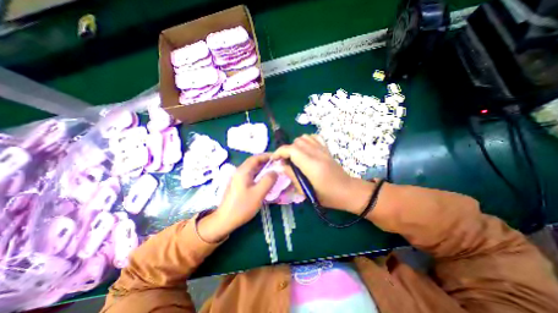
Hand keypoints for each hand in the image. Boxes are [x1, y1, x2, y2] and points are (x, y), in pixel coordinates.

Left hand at [198, 153, 277, 241]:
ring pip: (252, 169)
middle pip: (254, 162)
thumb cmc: (242, 206)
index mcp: (243, 171)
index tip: (277, 157)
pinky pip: (250, 175)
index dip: (267, 156)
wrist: (225, 220)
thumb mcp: (258, 193)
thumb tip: (275, 171)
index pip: (256, 158)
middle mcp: (239, 172)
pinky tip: (264, 180)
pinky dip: (259, 175)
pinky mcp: (238, 184)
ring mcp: (238, 178)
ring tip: (273, 171)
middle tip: (278, 164)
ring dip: (263, 168)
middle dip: (266, 162)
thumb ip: (268, 180)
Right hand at [274, 134, 376, 214]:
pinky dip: (306, 140)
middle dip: (286, 150)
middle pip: (296, 143)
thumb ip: (292, 176)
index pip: (292, 150)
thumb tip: (281, 166)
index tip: (274, 159)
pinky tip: (305, 149)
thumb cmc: (327, 196)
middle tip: (284, 161)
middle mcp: (317, 154)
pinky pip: (314, 137)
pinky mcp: (327, 149)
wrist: (348, 191)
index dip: (280, 152)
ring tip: (294, 156)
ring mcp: (323, 150)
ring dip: (295, 145)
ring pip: (304, 138)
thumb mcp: (306, 191)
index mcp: (312, 165)